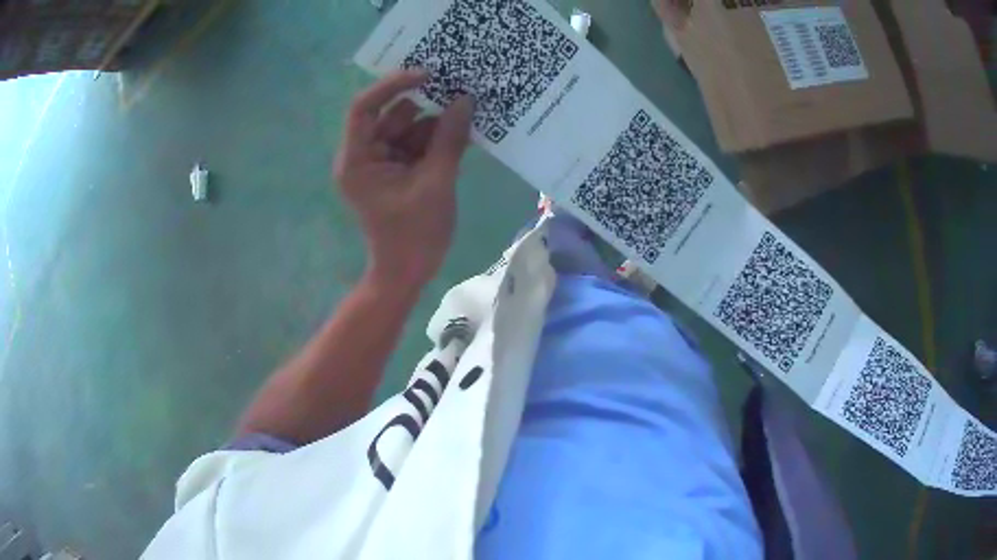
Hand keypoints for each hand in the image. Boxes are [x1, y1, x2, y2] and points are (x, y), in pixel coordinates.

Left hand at [334, 70, 473, 288]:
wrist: (407, 274)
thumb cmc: (414, 236)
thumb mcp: (436, 184)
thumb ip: (449, 140)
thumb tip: (466, 101)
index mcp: (358, 160)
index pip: (364, 107)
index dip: (393, 85)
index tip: (427, 75)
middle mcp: (364, 156)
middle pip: (392, 116)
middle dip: (425, 106)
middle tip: (461, 91)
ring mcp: (381, 163)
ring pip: (408, 128)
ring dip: (436, 123)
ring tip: (469, 115)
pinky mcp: (397, 171)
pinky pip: (416, 144)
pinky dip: (438, 140)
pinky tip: (464, 135)